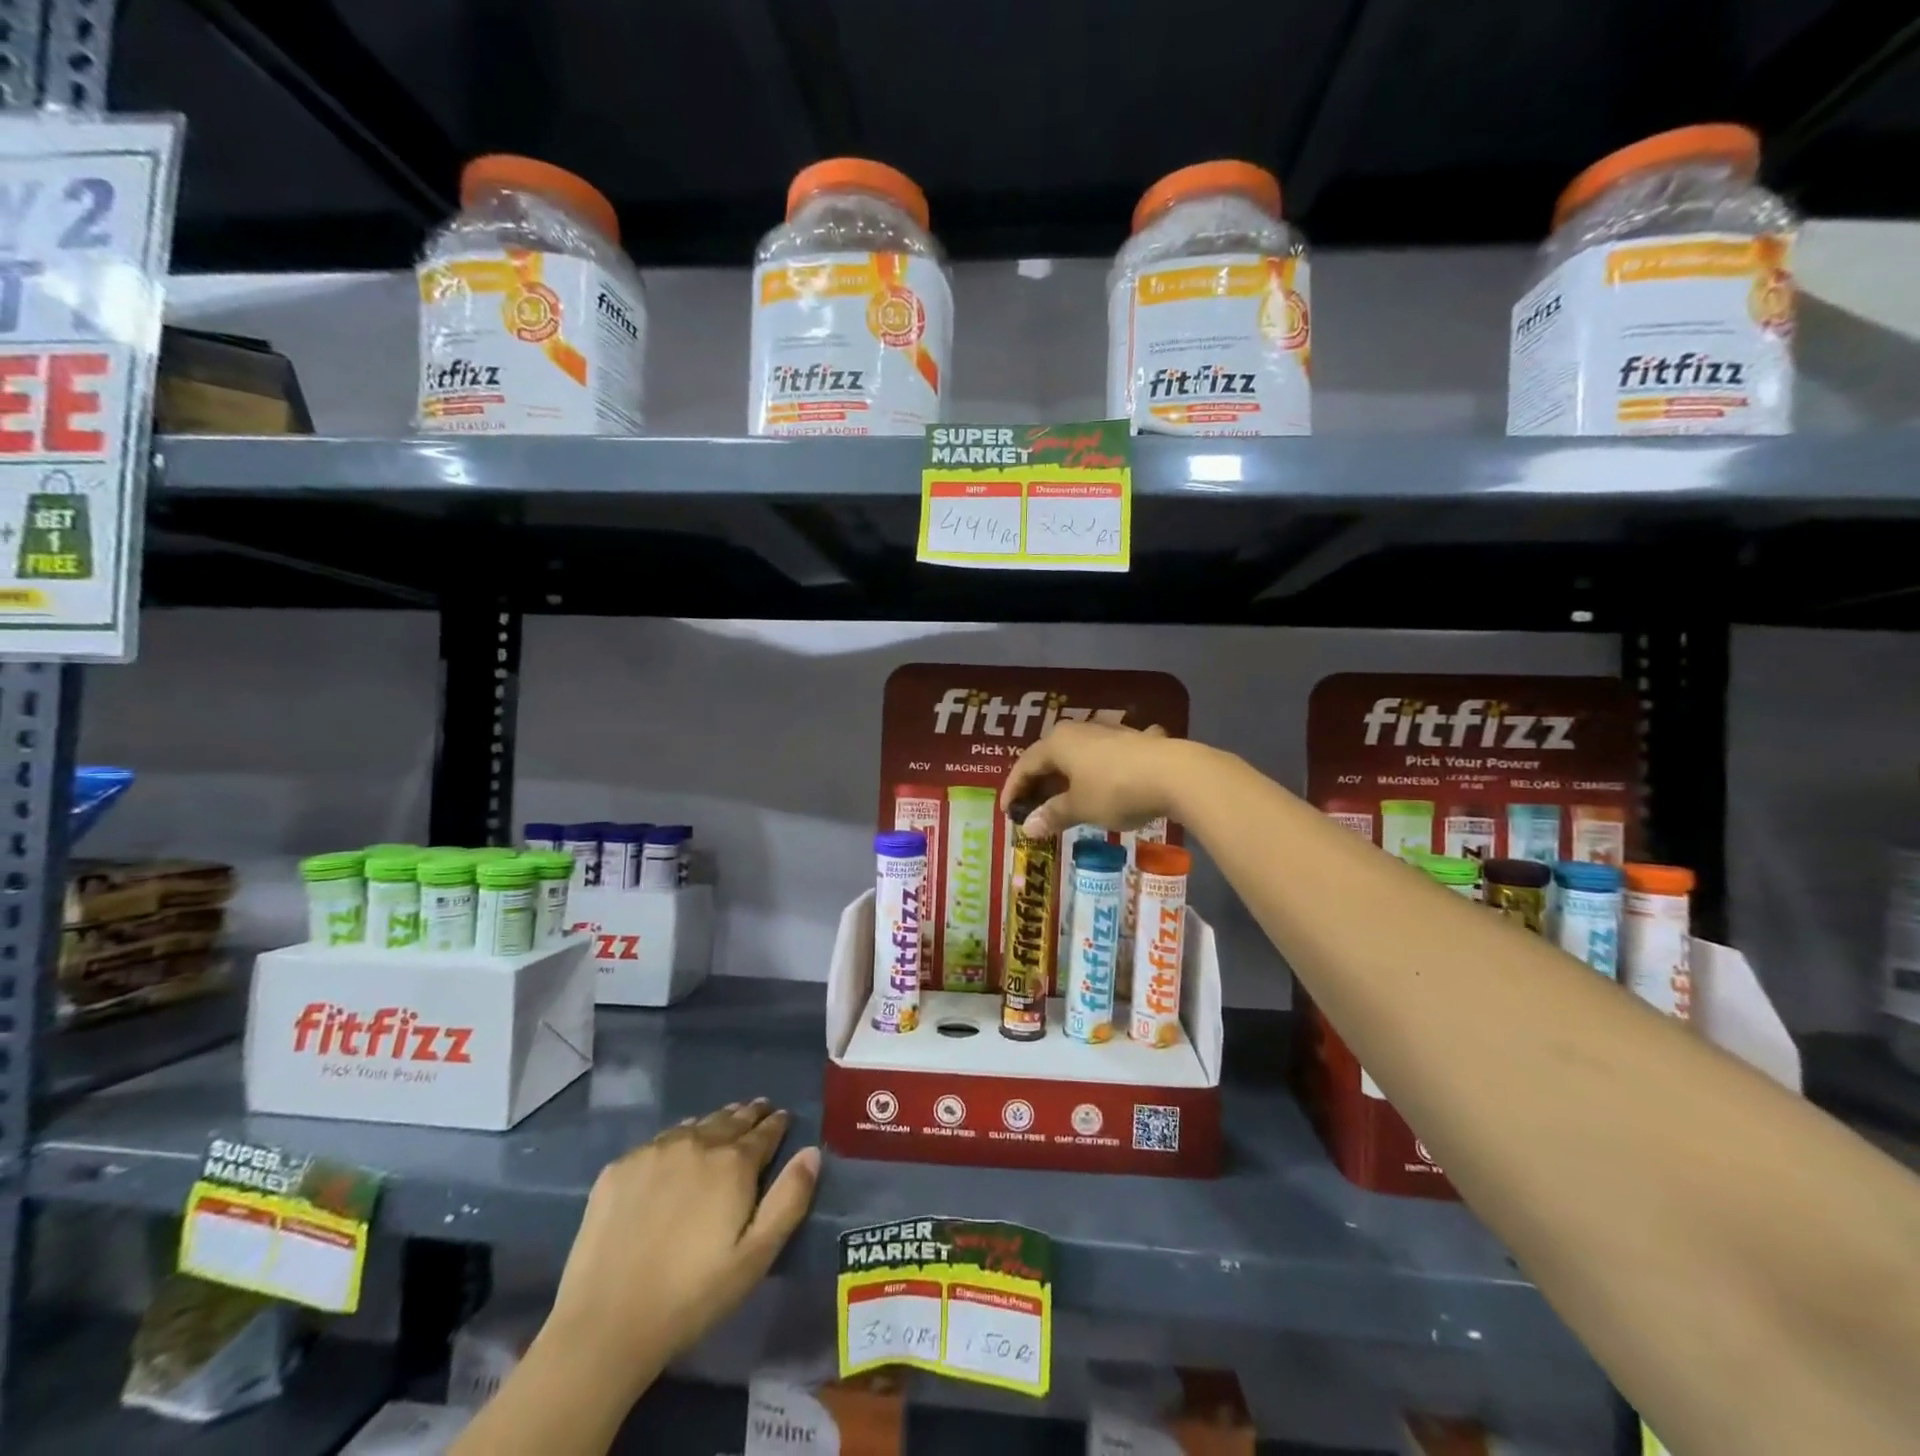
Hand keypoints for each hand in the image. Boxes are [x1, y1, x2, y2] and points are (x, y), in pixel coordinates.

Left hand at [541, 1100, 819, 1393]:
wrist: (604, 1325)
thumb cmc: (691, 1296)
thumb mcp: (755, 1257)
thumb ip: (789, 1200)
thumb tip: (811, 1152)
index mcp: (733, 1163)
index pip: (764, 1132)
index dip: (777, 1123)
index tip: (784, 1117)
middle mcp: (696, 1143)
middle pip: (730, 1120)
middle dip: (748, 1114)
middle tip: (759, 1109)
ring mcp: (654, 1152)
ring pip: (695, 1125)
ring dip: (714, 1123)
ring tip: (723, 1123)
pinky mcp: (619, 1168)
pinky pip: (659, 1141)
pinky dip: (677, 1138)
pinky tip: (677, 1149)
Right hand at [1000, 720, 1182, 836]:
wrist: (1175, 774)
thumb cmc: (1115, 790)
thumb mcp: (1080, 807)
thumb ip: (1052, 815)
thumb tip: (1027, 827)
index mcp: (1057, 743)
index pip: (1025, 765)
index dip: (1013, 789)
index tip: (1007, 813)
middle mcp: (1079, 731)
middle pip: (1050, 757)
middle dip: (1040, 783)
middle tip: (1032, 808)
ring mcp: (1109, 733)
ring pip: (1078, 755)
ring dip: (1068, 777)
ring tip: (1065, 799)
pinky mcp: (1135, 741)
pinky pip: (1105, 758)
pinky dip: (1098, 772)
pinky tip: (1108, 782)